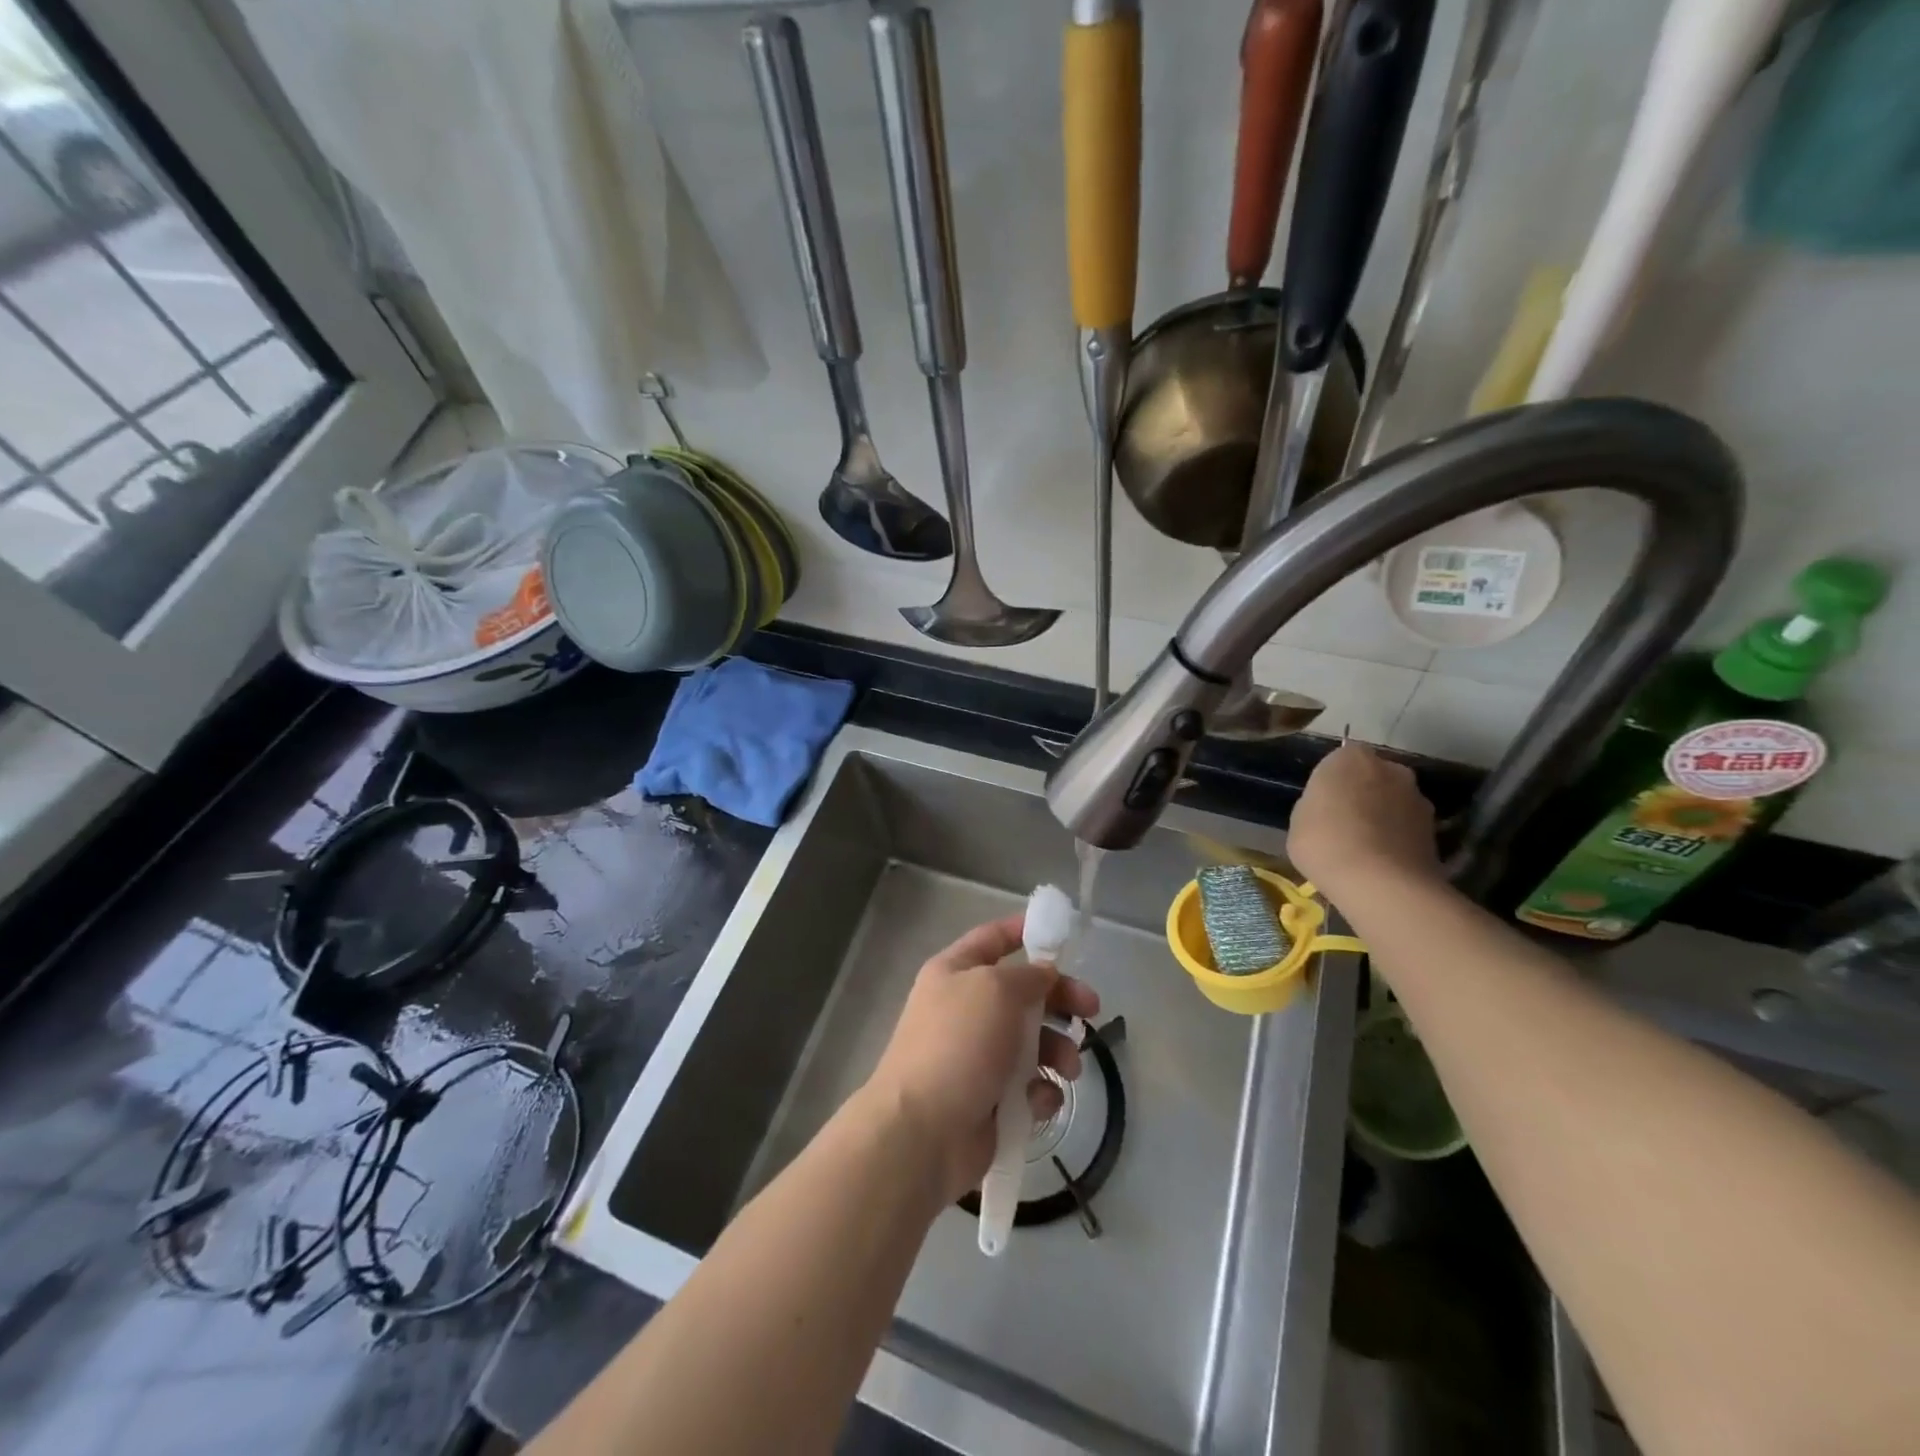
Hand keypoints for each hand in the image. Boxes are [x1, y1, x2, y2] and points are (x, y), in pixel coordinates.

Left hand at [863, 914, 1099, 1204]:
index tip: (1063, 936)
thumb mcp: (996, 990)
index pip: (993, 938)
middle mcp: (965, 1008)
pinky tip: (1041, 1100)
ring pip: (1032, 1041)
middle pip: (1023, 992)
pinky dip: (1041, 1090)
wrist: (922, 1132)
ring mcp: (976, 1056)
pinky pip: (1028, 1086)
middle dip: (1060, 1000)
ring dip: (1058, 1050)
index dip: (1024, 931)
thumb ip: (1029, 976)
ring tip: (1068, 1068)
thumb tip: (1044, 974)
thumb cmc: (958, 1044)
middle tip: (1092, 1010)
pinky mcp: (989, 1099)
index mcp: (955, 972)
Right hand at [1288, 743, 1440, 899]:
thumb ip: (1318, 803)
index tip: (1323, 803)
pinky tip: (1381, 863)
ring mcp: (1418, 798)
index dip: (1332, 782)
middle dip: (1363, 794)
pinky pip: (1407, 828)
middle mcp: (1390, 768)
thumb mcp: (1299, 819)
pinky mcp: (1435, 830)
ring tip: (1365, 848)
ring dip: (1383, 817)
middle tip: (1344, 823)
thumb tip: (1330, 808)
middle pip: (1373, 777)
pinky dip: (1397, 839)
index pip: (1340, 759)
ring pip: (1394, 802)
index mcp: (1351, 758)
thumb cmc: (1324, 841)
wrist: (1378, 882)